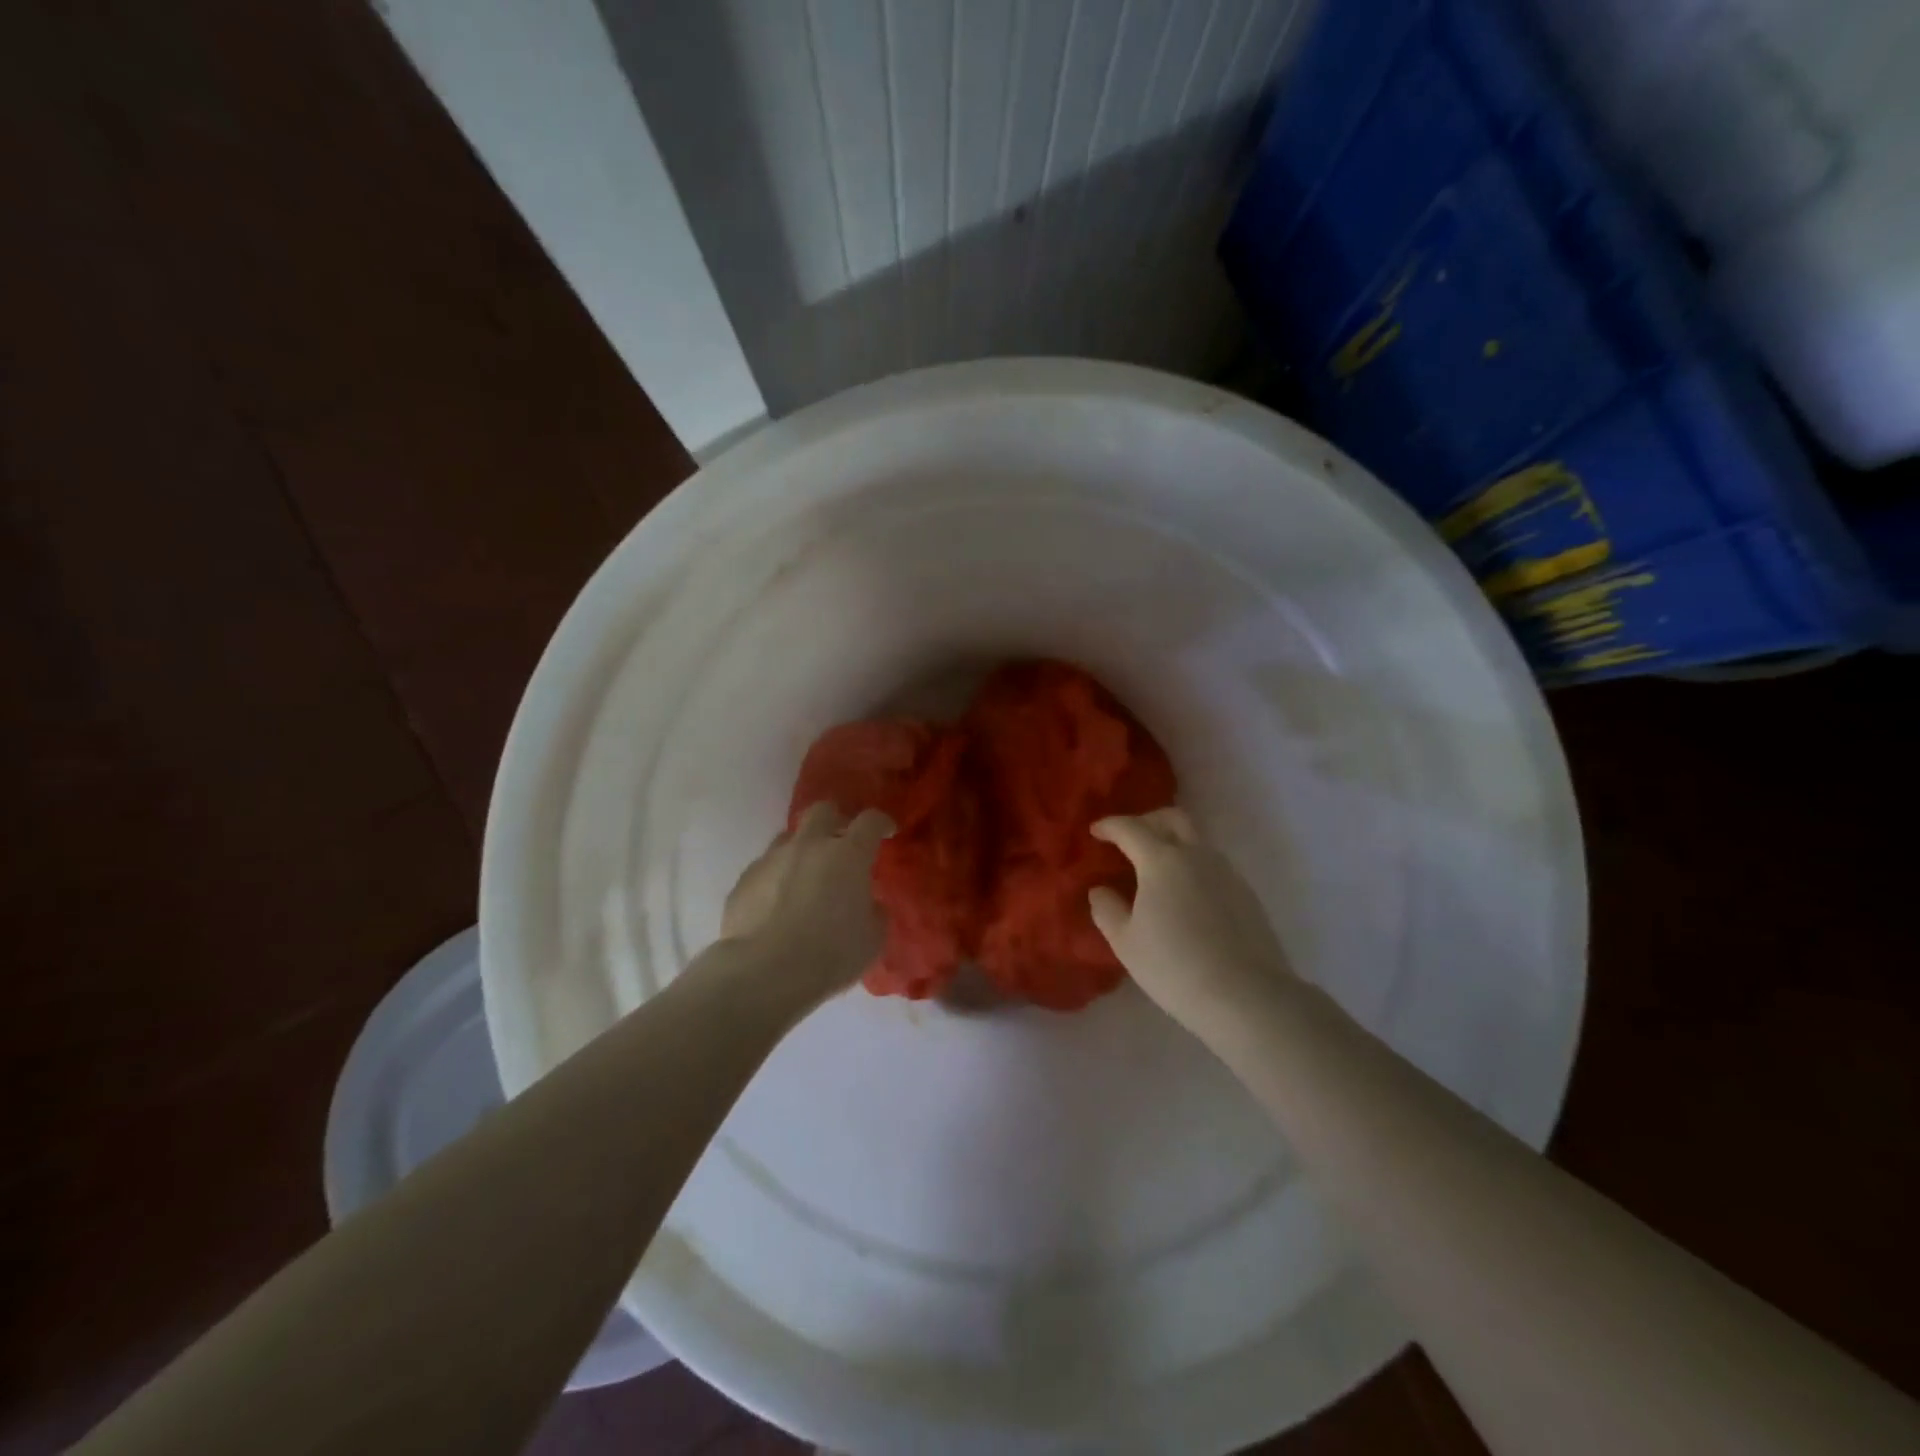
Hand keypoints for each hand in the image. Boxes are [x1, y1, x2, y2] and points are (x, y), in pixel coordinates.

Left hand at [722, 802, 893, 1000]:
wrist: (764, 972)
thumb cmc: (830, 954)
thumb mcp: (872, 939)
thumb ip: (874, 912)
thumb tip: (868, 904)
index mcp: (848, 855)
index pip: (870, 821)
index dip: (881, 823)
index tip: (886, 832)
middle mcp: (809, 846)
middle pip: (822, 811)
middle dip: (835, 820)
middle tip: (840, 843)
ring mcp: (772, 859)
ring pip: (788, 838)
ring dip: (801, 850)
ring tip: (805, 877)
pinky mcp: (744, 880)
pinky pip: (764, 868)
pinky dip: (776, 878)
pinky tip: (776, 904)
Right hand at [1088, 808, 1296, 1034]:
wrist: (1247, 996)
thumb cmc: (1175, 967)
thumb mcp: (1126, 943)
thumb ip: (1107, 909)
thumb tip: (1100, 889)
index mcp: (1161, 860)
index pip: (1130, 828)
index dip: (1109, 825)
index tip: (1095, 831)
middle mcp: (1196, 855)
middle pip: (1171, 818)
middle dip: (1146, 821)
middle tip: (1128, 839)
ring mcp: (1226, 871)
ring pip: (1196, 839)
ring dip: (1172, 842)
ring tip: (1155, 870)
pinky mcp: (1246, 892)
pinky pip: (1212, 864)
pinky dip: (1191, 865)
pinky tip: (1184, 895)